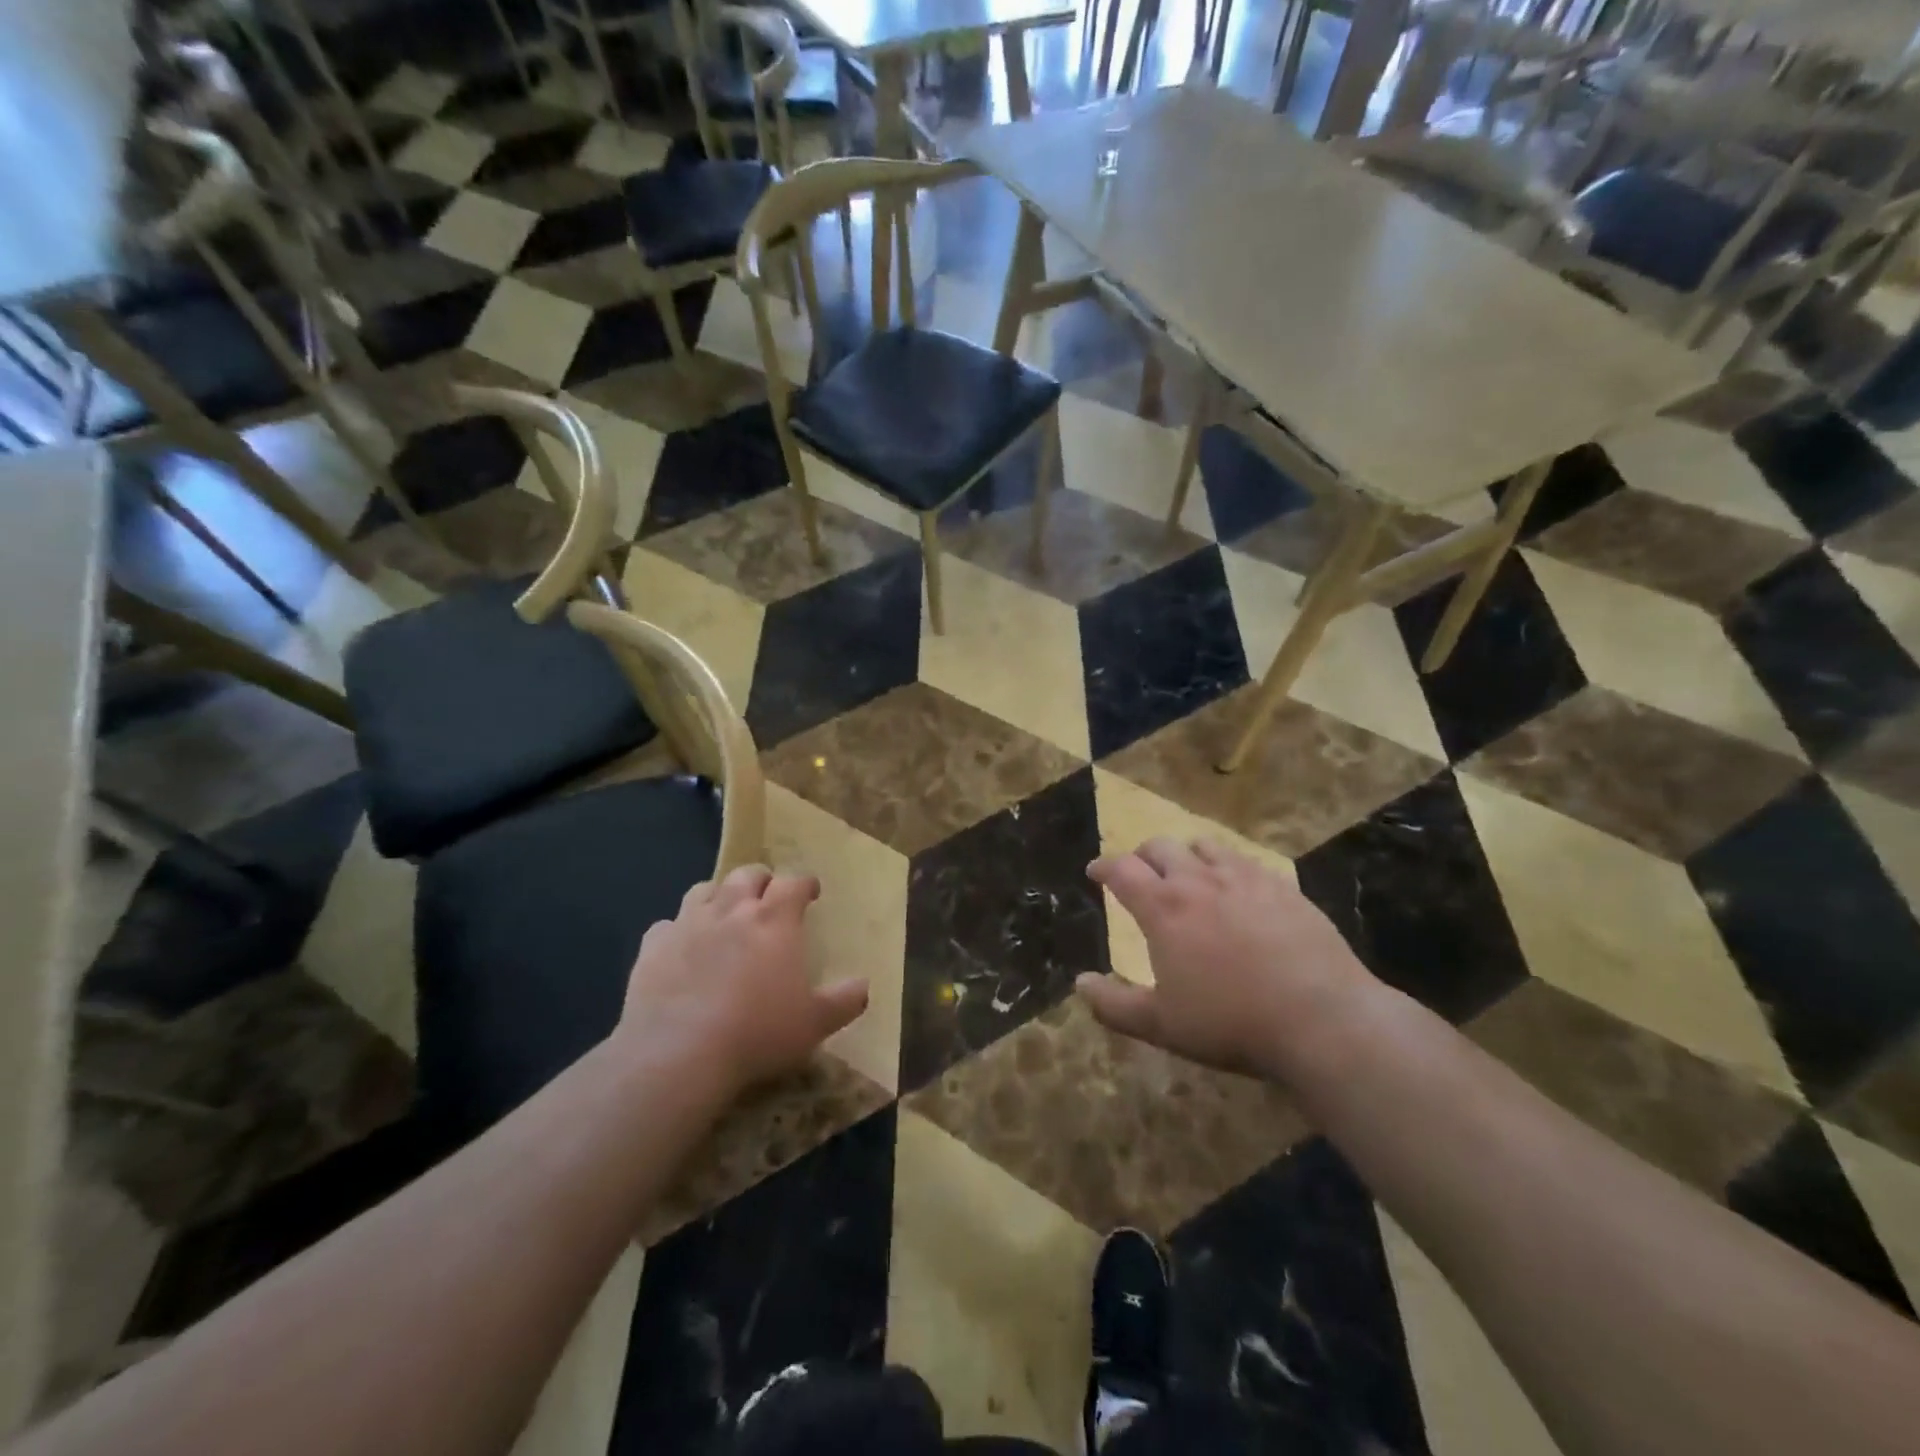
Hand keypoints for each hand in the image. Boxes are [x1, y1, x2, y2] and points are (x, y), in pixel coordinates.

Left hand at [616, 865, 868, 1097]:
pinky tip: (682, 948)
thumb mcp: (815, 1023)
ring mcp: (689, 923)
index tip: (811, 893)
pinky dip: (678, 930)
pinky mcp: (653, 946)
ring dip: (719, 895)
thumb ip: (844, 1001)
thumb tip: (864, 986)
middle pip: (748, 874)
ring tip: (724, 913)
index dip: (805, 883)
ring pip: (705, 889)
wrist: (679, 1052)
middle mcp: (733, 909)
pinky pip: (666, 924)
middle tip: (768, 898)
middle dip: (761, 881)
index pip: (795, 882)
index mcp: (776, 919)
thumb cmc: (758, 1032)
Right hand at [1076, 838, 1378, 1081]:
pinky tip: (1237, 888)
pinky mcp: (1283, 887)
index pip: (1122, 870)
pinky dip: (1228, 866)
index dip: (1103, 867)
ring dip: (1186, 854)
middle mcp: (1199, 881)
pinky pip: (1246, 861)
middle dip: (1142, 855)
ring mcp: (1244, 879)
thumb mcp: (1161, 1025)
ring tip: (1188, 873)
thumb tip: (1080, 983)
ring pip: (1205, 846)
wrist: (1321, 1018)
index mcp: (1163, 908)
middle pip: (1161, 847)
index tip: (1095, 871)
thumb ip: (1114, 1005)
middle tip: (1140, 872)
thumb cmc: (1230, 1022)